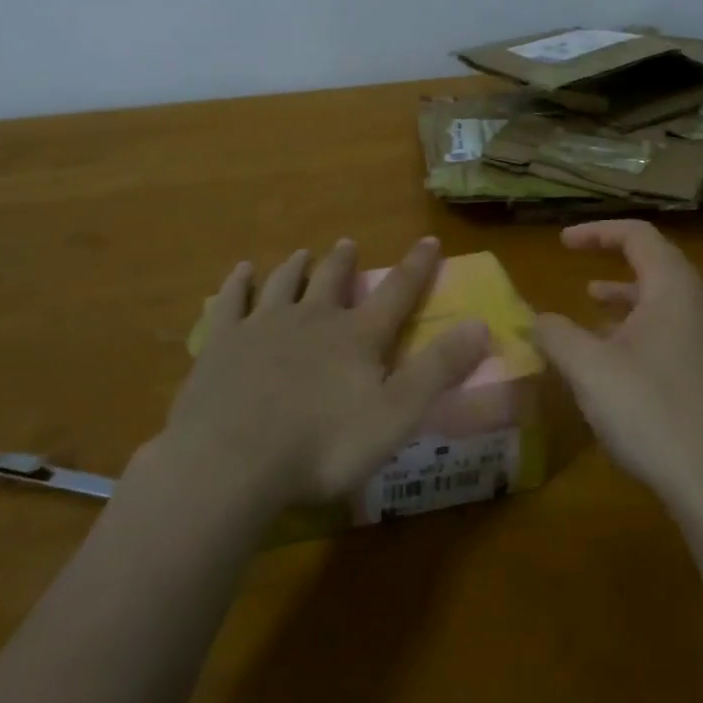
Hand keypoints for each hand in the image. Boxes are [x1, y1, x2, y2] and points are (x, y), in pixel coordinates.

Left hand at [152, 237, 489, 509]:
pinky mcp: (221, 344)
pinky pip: (231, 302)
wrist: (232, 462)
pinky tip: (241, 272)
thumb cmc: (323, 445)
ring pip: (284, 284)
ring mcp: (262, 326)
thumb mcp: (396, 414)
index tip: (429, 239)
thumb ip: (439, 369)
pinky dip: (239, 284)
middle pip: (331, 279)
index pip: (396, 292)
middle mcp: (312, 318)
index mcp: (356, 336)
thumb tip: (482, 324)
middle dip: (343, 261)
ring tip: (302, 253)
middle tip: (347, 243)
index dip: (417, 266)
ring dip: (296, 267)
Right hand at [533, 220, 702, 510]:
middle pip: (653, 263)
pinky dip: (634, 329)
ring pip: (660, 301)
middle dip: (611, 259)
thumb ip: (556, 335)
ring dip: (622, 297)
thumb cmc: (652, 411)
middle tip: (575, 263)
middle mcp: (696, 305)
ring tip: (588, 304)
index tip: (561, 243)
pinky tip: (610, 359)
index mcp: (673, 288)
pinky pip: (667, 332)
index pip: (637, 235)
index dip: (596, 231)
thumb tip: (533, 318)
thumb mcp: (590, 369)